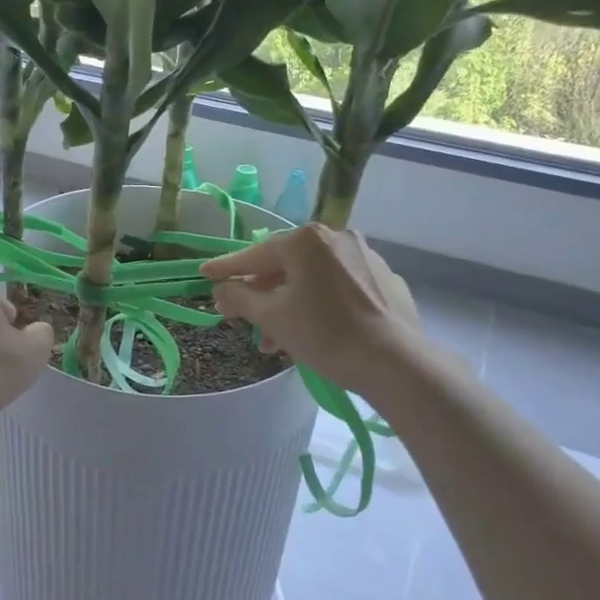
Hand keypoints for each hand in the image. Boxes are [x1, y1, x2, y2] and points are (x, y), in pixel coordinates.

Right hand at [202, 225, 424, 395]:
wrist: (394, 362)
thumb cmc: (324, 334)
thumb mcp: (273, 316)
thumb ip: (240, 297)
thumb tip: (222, 289)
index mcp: (306, 240)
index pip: (255, 254)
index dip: (227, 268)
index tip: (205, 274)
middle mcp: (336, 237)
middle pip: (286, 266)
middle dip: (262, 295)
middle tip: (243, 320)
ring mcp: (365, 256)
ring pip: (313, 277)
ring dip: (289, 304)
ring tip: (277, 341)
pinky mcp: (385, 279)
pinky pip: (340, 286)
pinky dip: (320, 303)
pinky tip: (316, 330)